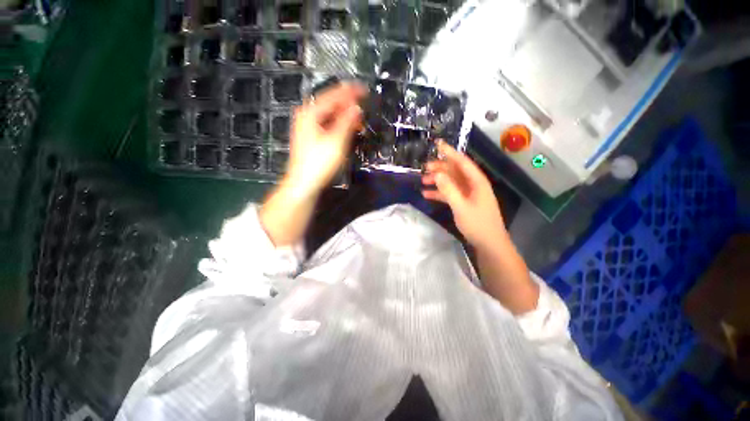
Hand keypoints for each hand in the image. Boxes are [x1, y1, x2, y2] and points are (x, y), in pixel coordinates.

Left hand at [284, 82, 366, 197]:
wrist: (304, 184)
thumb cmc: (319, 162)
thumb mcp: (336, 141)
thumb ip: (347, 122)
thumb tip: (357, 107)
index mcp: (310, 113)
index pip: (333, 96)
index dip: (349, 92)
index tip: (364, 89)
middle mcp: (307, 116)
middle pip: (330, 104)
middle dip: (347, 104)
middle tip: (364, 105)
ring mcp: (308, 128)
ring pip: (329, 116)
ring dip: (344, 116)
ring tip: (359, 118)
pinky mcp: (312, 138)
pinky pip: (328, 125)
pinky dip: (339, 125)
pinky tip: (348, 129)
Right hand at [421, 141, 505, 248]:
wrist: (489, 244)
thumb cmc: (477, 224)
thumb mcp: (461, 206)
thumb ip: (448, 189)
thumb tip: (437, 174)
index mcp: (476, 181)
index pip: (462, 161)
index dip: (449, 152)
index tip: (437, 144)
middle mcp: (473, 184)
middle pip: (455, 171)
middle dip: (440, 168)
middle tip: (424, 168)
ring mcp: (468, 194)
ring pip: (451, 182)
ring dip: (437, 181)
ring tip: (423, 181)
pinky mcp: (464, 202)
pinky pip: (450, 193)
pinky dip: (439, 193)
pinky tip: (427, 194)